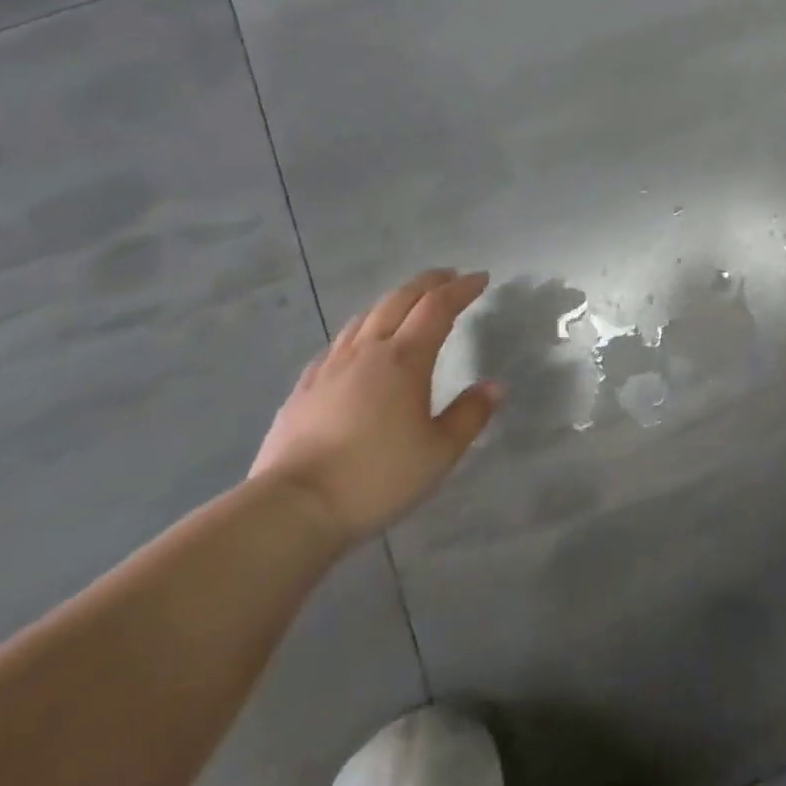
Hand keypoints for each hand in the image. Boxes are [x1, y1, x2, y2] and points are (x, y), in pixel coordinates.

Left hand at [250, 269, 497, 544]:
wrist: (292, 508)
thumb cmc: (376, 477)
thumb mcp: (439, 452)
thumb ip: (470, 415)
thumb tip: (493, 386)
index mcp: (405, 359)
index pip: (438, 307)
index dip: (461, 289)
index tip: (480, 278)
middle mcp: (368, 351)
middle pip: (400, 300)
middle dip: (428, 283)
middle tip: (449, 277)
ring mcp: (331, 367)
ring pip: (365, 316)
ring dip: (393, 301)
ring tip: (407, 304)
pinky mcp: (304, 388)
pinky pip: (338, 343)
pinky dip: (360, 330)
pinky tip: (358, 345)